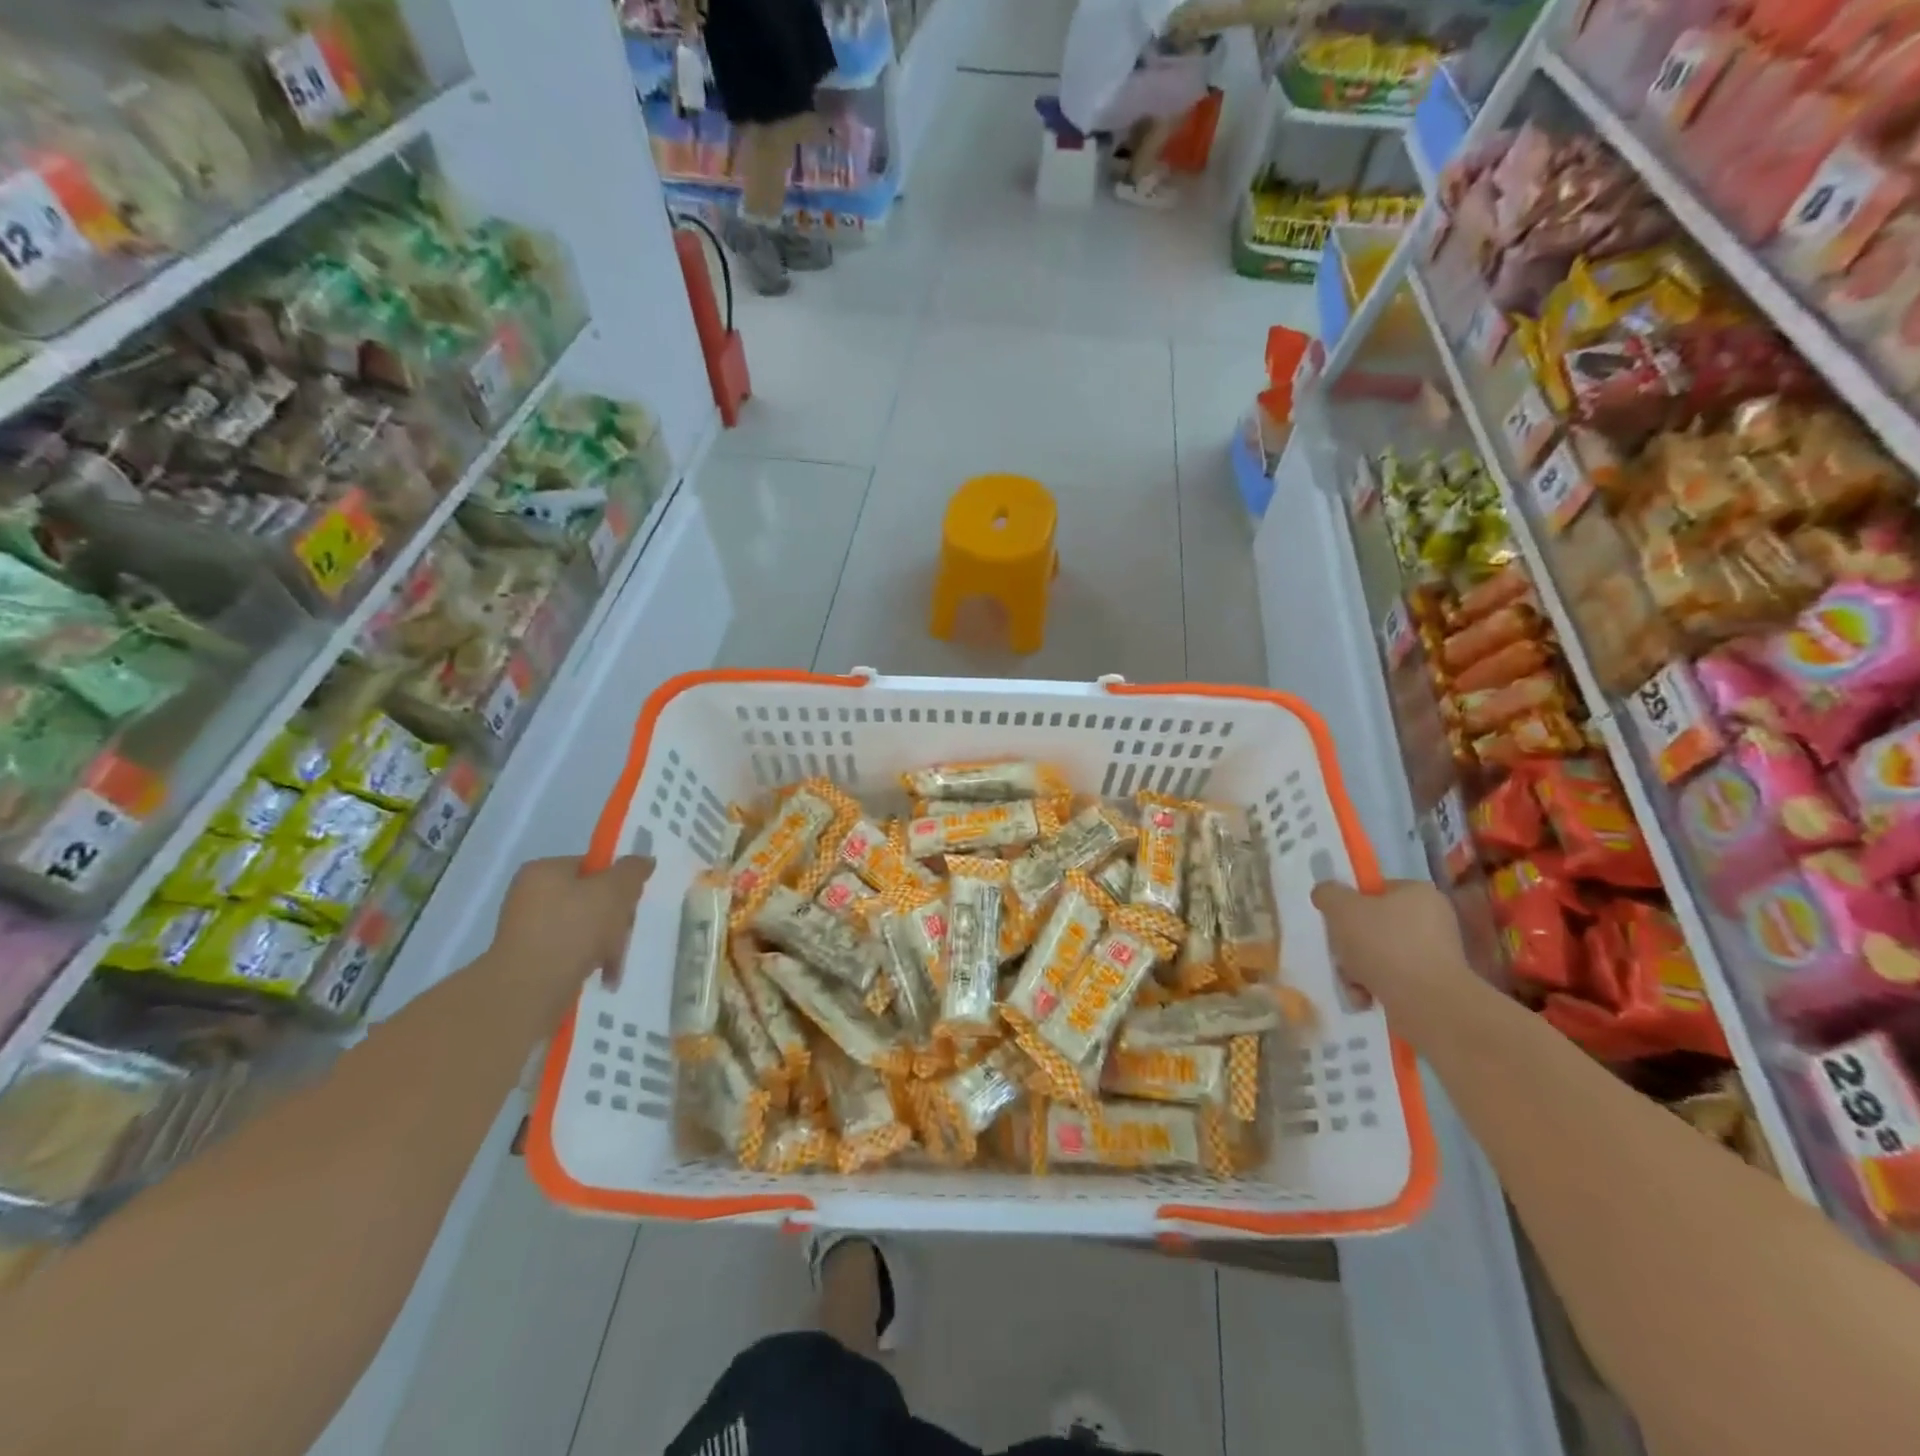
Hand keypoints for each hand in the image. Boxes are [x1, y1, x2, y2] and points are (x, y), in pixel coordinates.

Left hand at [488, 855, 652, 1023]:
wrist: (530, 990)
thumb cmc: (573, 929)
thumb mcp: (614, 891)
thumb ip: (632, 871)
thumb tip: (643, 861)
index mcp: (544, 870)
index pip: (591, 866)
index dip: (616, 881)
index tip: (630, 902)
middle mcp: (529, 895)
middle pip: (589, 897)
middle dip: (614, 916)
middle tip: (624, 932)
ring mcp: (526, 929)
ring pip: (583, 927)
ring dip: (606, 941)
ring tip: (614, 961)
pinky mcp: (529, 960)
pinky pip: (570, 951)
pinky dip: (589, 960)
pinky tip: (603, 975)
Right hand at [1312, 878, 1468, 1003]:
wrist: (1427, 1003)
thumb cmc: (1384, 944)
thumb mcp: (1342, 908)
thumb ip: (1328, 894)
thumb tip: (1326, 894)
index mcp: (1419, 893)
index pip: (1376, 891)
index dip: (1351, 905)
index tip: (1337, 923)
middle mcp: (1434, 920)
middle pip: (1374, 925)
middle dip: (1350, 944)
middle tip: (1340, 956)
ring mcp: (1437, 955)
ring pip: (1380, 955)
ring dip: (1358, 968)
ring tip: (1352, 984)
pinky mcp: (1434, 985)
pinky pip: (1394, 979)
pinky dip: (1375, 987)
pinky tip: (1364, 998)